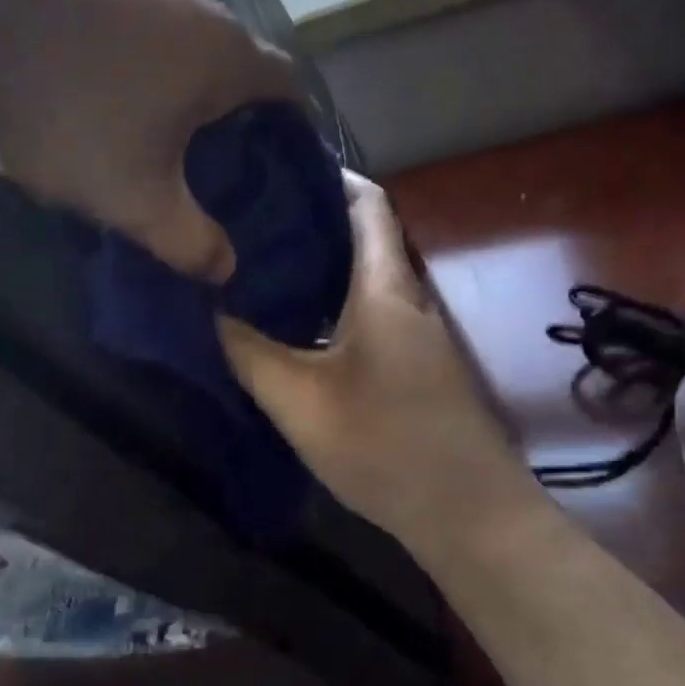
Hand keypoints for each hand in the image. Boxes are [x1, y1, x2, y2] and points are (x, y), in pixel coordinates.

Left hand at [0, 0, 298, 282]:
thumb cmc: (68, 109)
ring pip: (180, 39)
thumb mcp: (131, 197)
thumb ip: (187, 241)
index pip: (289, 86)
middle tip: (207, 160)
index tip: (275, 163)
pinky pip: (132, 20)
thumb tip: (226, 269)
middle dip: (230, 110)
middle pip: (235, 61)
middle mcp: (196, 3)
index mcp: (224, 54)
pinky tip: (89, 84)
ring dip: (176, 81)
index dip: (293, 127)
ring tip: (146, 127)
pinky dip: (130, 55)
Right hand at [216, 173, 535, 546]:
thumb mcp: (300, 401)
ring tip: (261, 262)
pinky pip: (371, 309)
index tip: (275, 169)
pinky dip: (334, 300)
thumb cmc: (385, 446)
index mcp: (386, 287)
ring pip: (366, 275)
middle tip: (249, 218)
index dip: (327, 175)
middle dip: (310, 219)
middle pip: (363, 235)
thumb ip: (250, 352)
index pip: (367, 203)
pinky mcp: (417, 362)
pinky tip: (296, 321)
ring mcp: (418, 331)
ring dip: (321, 263)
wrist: (470, 516)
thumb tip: (214, 311)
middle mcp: (409, 297)